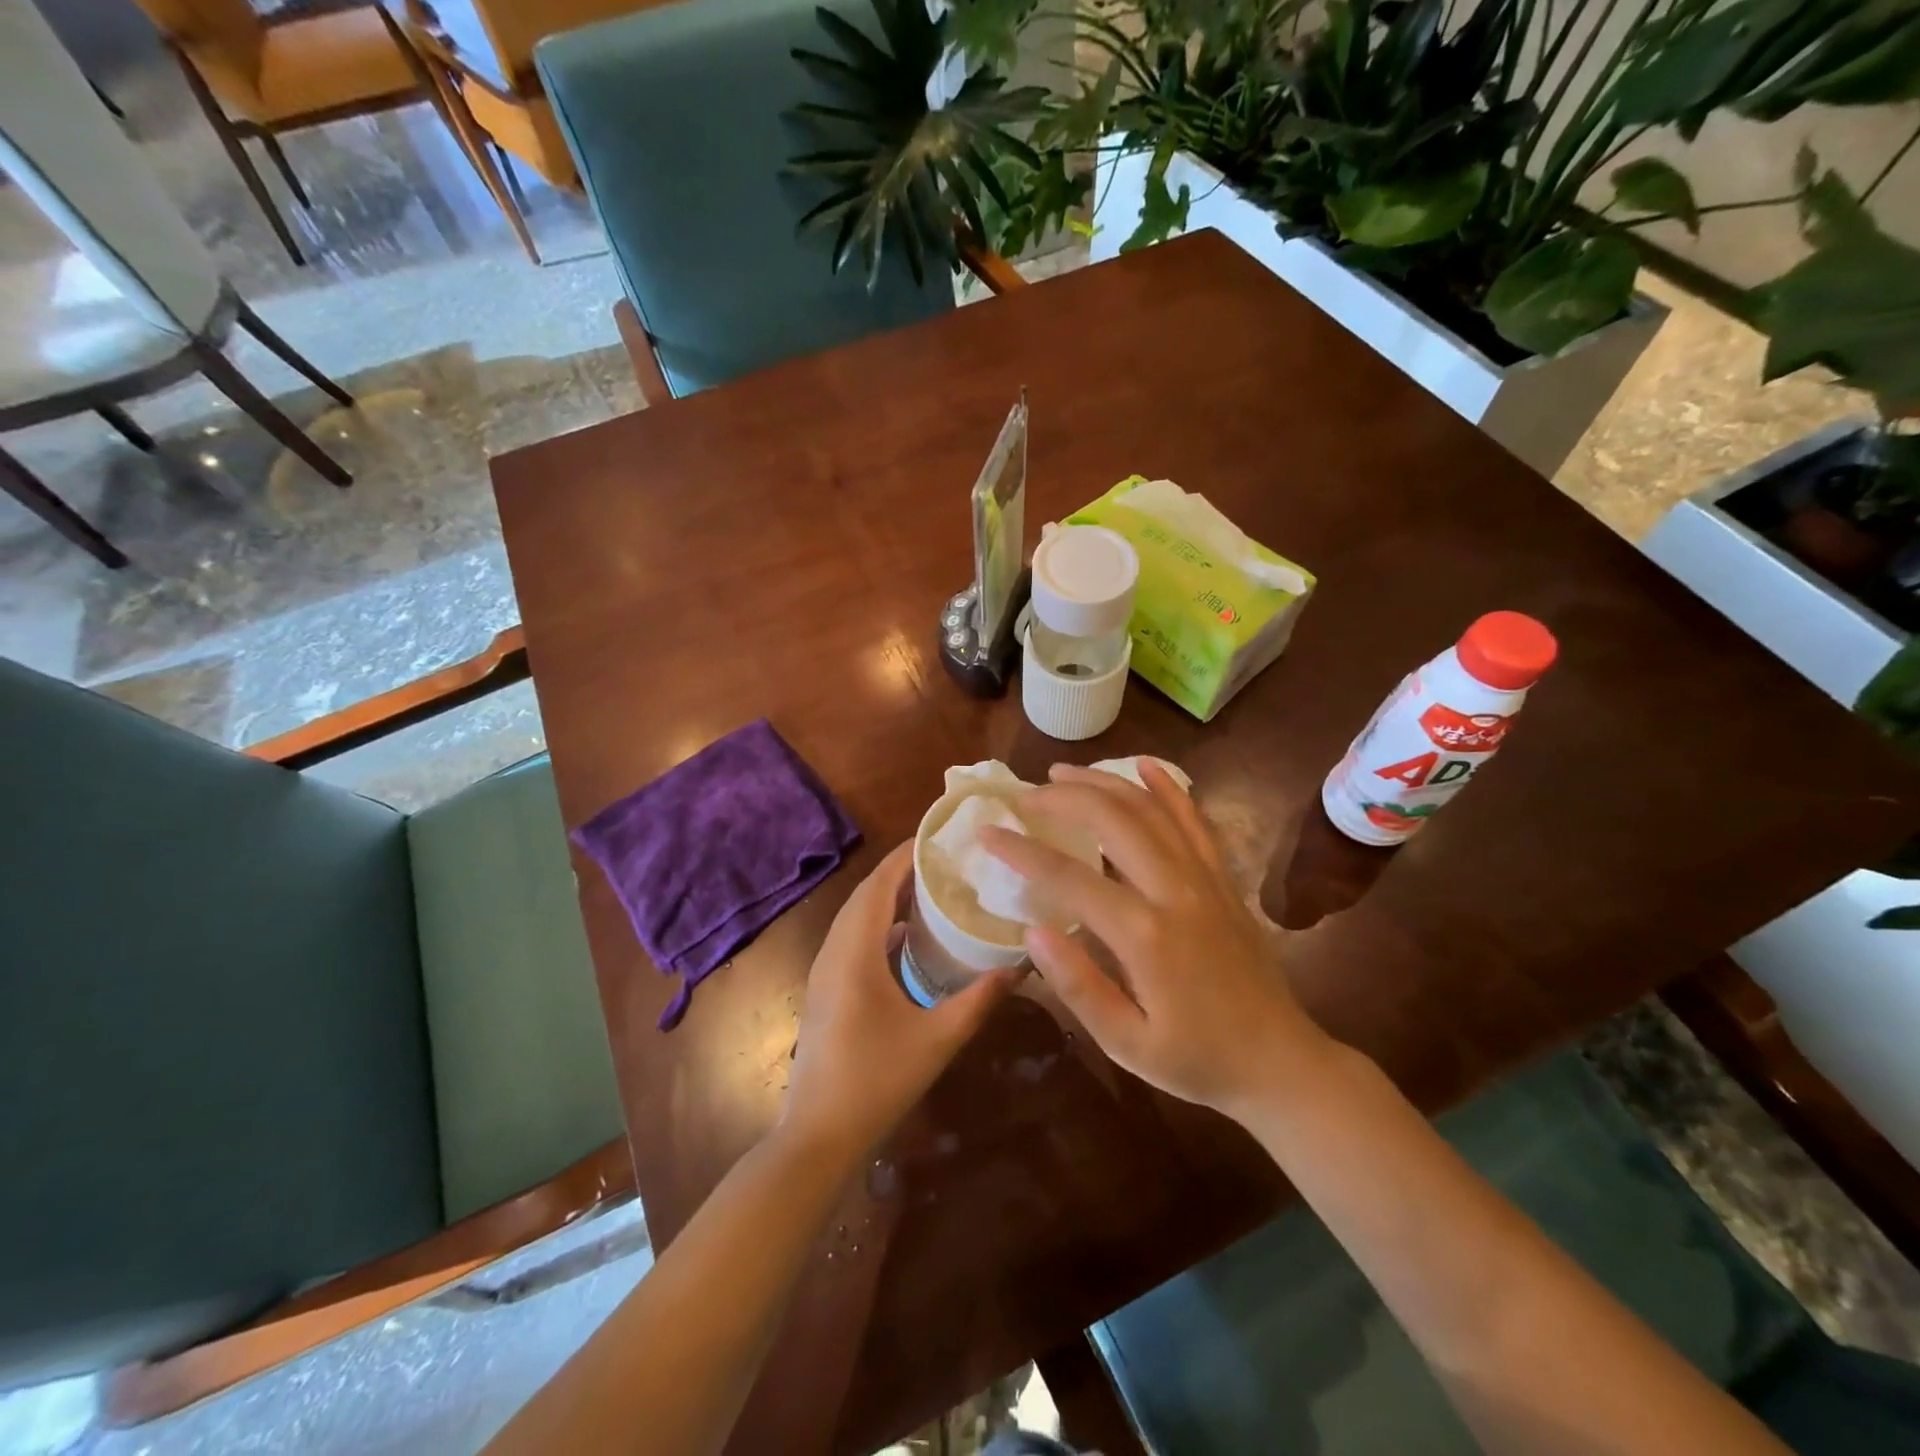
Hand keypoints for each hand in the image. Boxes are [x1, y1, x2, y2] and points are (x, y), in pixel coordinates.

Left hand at [781, 842, 1017, 1160]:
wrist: (818, 1135)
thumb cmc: (876, 1081)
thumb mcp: (937, 1039)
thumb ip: (979, 1000)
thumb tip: (1021, 967)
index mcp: (854, 952)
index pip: (877, 885)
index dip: (904, 856)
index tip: (938, 837)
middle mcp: (834, 951)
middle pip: (865, 895)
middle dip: (900, 872)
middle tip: (944, 860)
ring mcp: (825, 971)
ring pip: (856, 917)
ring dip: (888, 898)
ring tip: (931, 888)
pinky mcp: (826, 990)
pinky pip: (853, 939)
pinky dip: (880, 925)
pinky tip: (909, 938)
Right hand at [982, 762, 1329, 1118]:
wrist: (1280, 1062)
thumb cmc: (1196, 1061)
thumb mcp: (1127, 1044)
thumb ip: (1078, 986)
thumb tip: (1032, 932)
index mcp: (1145, 935)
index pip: (1068, 877)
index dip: (1021, 851)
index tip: (987, 832)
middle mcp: (1176, 891)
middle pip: (1112, 820)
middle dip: (1061, 799)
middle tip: (1023, 795)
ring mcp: (1206, 878)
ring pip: (1150, 809)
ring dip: (1103, 782)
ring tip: (1063, 772)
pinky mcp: (1224, 878)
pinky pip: (1195, 820)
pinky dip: (1168, 788)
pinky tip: (1144, 765)